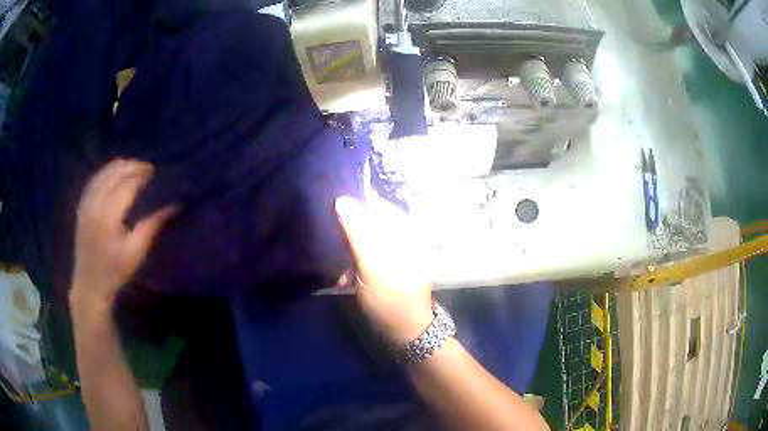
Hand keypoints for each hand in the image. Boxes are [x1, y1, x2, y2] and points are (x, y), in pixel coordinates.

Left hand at [70, 159, 175, 311]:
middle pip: (115, 173)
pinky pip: (95, 179)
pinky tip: (115, 174)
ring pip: (104, 172)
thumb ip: (153, 226)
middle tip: (147, 169)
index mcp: (108, 216)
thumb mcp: (136, 252)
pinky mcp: (82, 205)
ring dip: (120, 166)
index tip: (155, 172)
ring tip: (134, 169)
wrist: (90, 283)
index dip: (141, 175)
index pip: (127, 184)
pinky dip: (107, 172)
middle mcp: (95, 203)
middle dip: (132, 166)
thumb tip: (175, 206)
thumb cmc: (115, 271)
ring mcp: (86, 202)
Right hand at [335, 195, 432, 345]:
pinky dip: (355, 260)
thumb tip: (343, 198)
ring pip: (366, 237)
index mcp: (403, 230)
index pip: (374, 203)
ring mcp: (396, 250)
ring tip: (340, 266)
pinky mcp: (389, 264)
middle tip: (330, 243)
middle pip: (369, 219)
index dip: (352, 204)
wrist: (407, 332)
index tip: (330, 212)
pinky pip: (367, 252)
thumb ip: (358, 232)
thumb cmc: (390, 300)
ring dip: (349, 248)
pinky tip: (347, 276)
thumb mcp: (371, 267)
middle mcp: (402, 235)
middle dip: (348, 229)